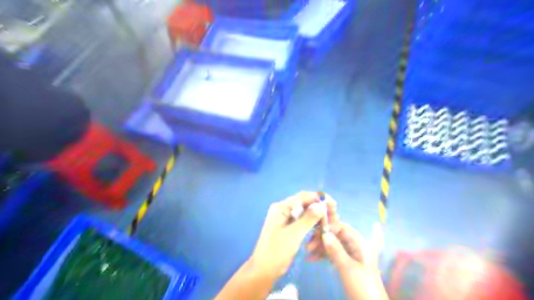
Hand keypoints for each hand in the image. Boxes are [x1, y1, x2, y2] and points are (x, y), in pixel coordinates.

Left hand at [250, 191, 329, 277]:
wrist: (264, 271)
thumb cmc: (277, 251)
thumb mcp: (294, 234)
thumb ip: (308, 218)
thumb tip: (321, 204)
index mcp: (281, 207)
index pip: (302, 197)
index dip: (318, 198)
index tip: (333, 204)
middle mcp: (283, 210)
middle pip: (305, 204)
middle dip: (320, 209)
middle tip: (335, 216)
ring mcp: (286, 220)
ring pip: (305, 214)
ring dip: (317, 218)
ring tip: (330, 224)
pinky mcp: (289, 229)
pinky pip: (303, 223)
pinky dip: (312, 226)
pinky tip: (321, 230)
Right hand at [306, 221, 381, 269]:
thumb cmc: (362, 287)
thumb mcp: (348, 268)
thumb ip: (336, 250)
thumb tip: (325, 233)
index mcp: (360, 244)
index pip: (342, 228)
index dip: (329, 227)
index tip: (315, 232)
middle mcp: (355, 246)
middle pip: (336, 236)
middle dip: (322, 238)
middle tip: (308, 244)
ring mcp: (350, 256)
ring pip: (333, 245)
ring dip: (320, 246)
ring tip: (307, 251)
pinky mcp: (346, 265)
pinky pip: (333, 255)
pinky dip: (323, 255)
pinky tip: (312, 258)